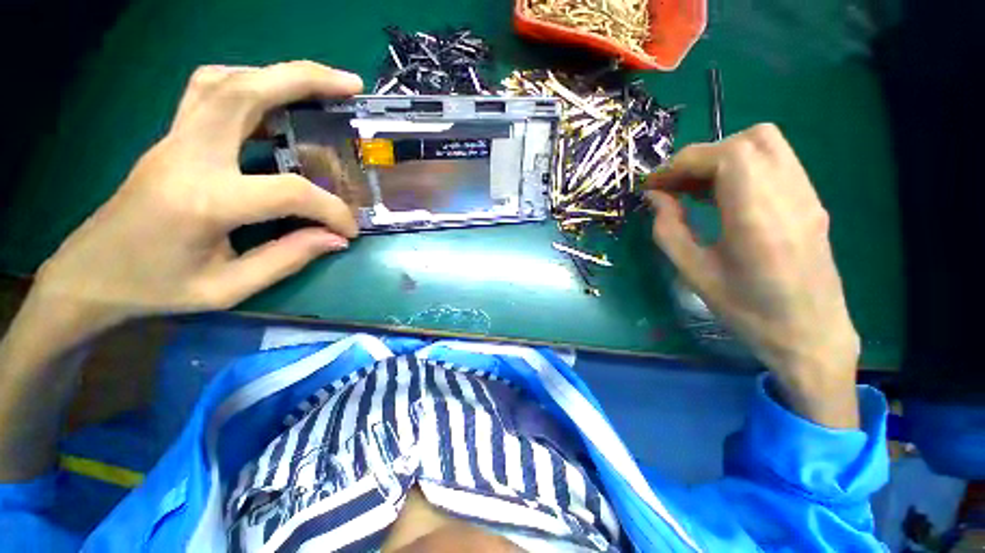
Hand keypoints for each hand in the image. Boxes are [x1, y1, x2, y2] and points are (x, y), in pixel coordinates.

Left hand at [33, 61, 362, 341]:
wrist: (90, 275)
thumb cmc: (155, 288)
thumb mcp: (227, 288)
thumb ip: (288, 259)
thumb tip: (335, 239)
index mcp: (204, 200)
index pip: (289, 192)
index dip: (331, 210)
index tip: (349, 230)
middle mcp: (188, 155)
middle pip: (246, 92)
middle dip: (305, 80)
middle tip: (350, 85)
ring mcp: (174, 139)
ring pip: (225, 80)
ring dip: (276, 74)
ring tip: (316, 85)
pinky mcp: (172, 139)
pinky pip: (208, 91)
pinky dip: (246, 83)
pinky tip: (271, 100)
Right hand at [646, 124, 859, 427]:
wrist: (810, 335)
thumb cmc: (748, 311)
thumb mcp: (694, 273)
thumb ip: (669, 229)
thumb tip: (655, 197)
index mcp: (758, 218)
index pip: (727, 156)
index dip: (683, 162)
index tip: (655, 183)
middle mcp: (790, 195)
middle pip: (749, 139)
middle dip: (702, 156)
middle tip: (675, 185)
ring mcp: (806, 195)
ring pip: (766, 144)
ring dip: (722, 157)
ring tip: (695, 188)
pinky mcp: (810, 200)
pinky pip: (775, 162)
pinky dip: (741, 167)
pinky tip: (721, 195)